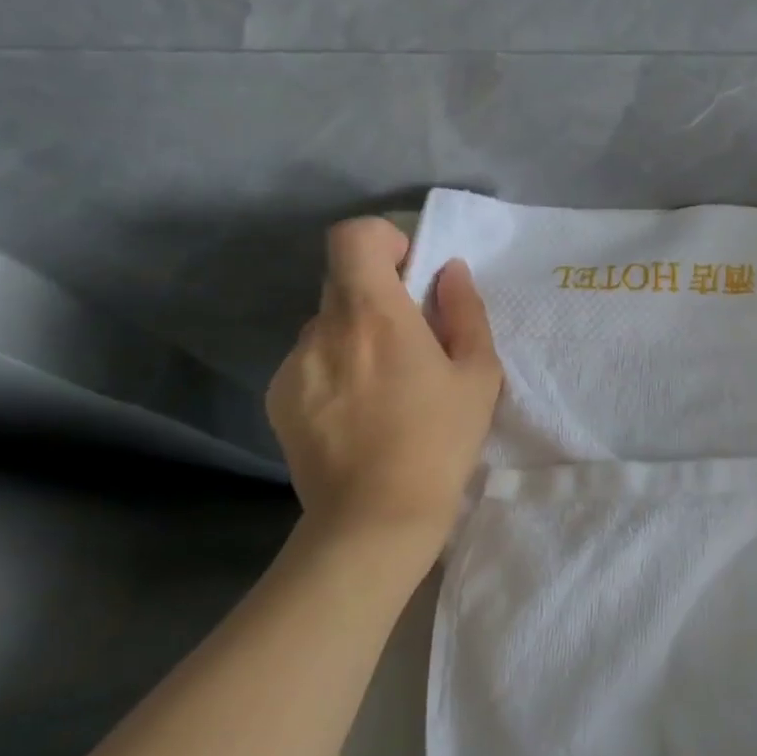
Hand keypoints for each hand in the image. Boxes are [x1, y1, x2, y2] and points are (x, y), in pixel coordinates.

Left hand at [266, 219, 502, 556]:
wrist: (375, 519)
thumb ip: (466, 312)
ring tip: (384, 390)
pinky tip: (357, 416)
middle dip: (379, 297)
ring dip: (356, 337)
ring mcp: (294, 364)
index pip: (353, 236)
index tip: (409, 273)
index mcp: (374, 312)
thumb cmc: (439, 442)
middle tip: (411, 343)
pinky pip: (310, 362)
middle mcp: (323, 327)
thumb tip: (450, 272)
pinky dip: (334, 370)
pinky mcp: (278, 398)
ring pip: (328, 325)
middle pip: (343, 281)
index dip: (382, 240)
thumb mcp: (478, 375)